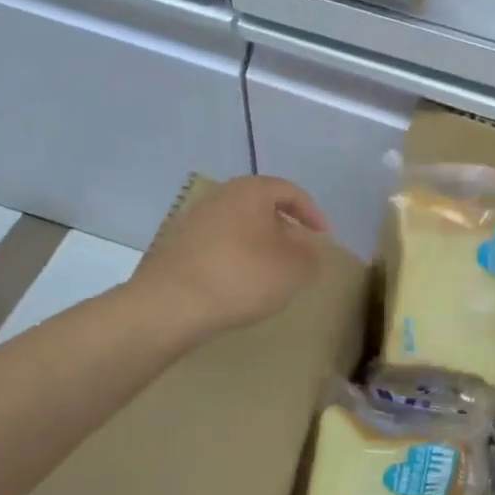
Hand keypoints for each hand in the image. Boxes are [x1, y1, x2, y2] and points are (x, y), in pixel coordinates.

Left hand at [131, 176, 329, 344]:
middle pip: (261, 206)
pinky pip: (216, 245)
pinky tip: (237, 284)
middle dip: (284, 229)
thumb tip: (310, 250)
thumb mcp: (294, 269)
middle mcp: (220, 196)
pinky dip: (233, 258)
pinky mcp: (174, 246)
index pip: (291, 192)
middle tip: (298, 255)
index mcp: (251, 190)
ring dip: (257, 244)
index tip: (324, 240)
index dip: (313, 214)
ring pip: (237, 226)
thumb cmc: (242, 276)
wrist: (170, 304)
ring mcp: (192, 219)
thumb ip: (312, 256)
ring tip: (269, 272)